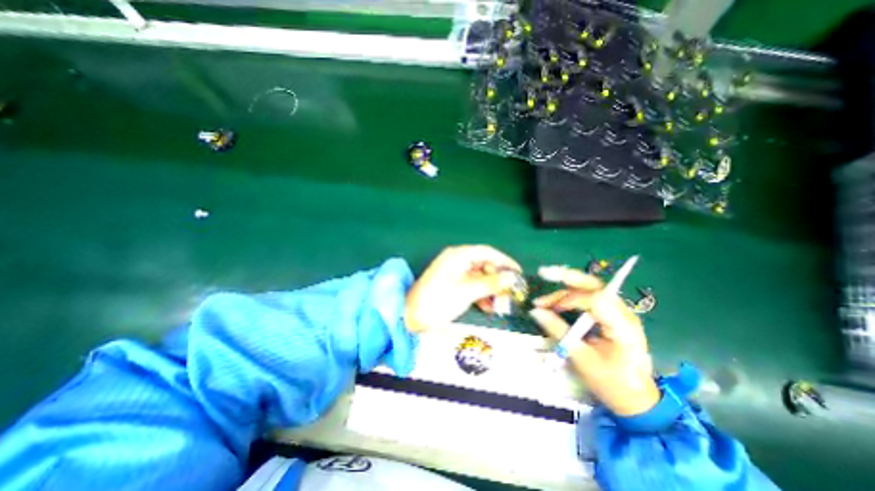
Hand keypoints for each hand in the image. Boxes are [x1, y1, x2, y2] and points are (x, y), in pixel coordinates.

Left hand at [407, 245, 522, 332]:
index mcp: (458, 255)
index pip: (487, 252)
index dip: (504, 261)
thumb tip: (512, 277)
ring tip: (499, 305)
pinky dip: (481, 295)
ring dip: (490, 290)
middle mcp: (456, 260)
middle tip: (509, 295)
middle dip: (498, 280)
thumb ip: (491, 283)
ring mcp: (454, 272)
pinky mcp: (452, 284)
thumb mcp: (467, 291)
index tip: (518, 273)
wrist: (411, 316)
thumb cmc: (439, 300)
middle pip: (484, 265)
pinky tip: (487, 308)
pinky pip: (471, 285)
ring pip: (479, 277)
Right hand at [525, 267, 655, 416]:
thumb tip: (535, 311)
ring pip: (590, 289)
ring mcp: (619, 312)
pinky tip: (556, 301)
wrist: (637, 399)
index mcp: (623, 326)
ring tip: (542, 299)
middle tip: (543, 273)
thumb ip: (558, 331)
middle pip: (594, 285)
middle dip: (567, 277)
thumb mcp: (581, 359)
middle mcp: (624, 313)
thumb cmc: (611, 383)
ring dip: (565, 288)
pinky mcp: (612, 315)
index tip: (549, 308)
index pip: (596, 299)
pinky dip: (570, 296)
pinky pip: (589, 297)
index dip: (569, 299)